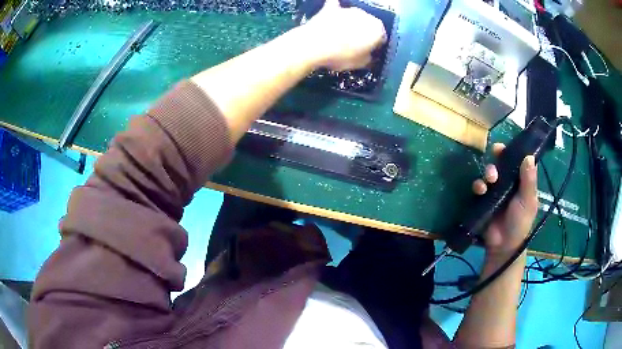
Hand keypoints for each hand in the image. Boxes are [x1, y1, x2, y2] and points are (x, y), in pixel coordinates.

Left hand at [300, 0, 386, 70]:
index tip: (369, 53)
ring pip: (354, 17)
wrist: (312, 45)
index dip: (375, 47)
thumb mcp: (360, 64)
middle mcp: (365, 15)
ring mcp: (348, 9)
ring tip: (342, 38)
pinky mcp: (331, 8)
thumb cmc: (339, 55)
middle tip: (355, 46)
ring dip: (351, 25)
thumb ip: (369, 58)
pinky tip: (334, 16)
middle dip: (364, 33)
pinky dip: (336, 12)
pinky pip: (336, 8)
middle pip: (368, 25)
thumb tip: (369, 57)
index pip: (382, 38)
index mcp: (377, 29)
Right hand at [472, 143, 538, 256]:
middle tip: (495, 156)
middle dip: (497, 158)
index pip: (517, 161)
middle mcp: (508, 183)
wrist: (504, 244)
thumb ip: (529, 180)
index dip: (512, 151)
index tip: (507, 145)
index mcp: (521, 181)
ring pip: (489, 173)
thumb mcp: (528, 201)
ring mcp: (495, 191)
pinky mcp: (484, 199)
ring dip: (488, 171)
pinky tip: (481, 190)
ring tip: (490, 179)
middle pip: (501, 164)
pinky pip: (479, 187)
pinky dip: (478, 185)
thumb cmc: (520, 222)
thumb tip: (529, 156)